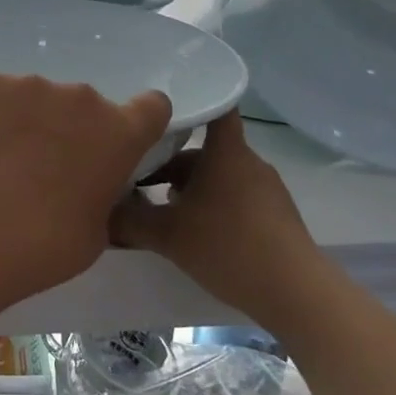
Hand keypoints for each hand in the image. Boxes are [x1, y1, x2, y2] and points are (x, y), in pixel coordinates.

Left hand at [0, 74, 171, 314]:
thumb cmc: (39, 248)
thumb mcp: (97, 233)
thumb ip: (105, 192)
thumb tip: (91, 181)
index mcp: (119, 133)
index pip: (152, 107)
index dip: (139, 124)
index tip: (117, 147)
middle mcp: (81, 98)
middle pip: (87, 107)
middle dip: (74, 130)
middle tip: (46, 169)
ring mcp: (30, 85)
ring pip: (41, 100)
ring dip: (33, 122)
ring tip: (3, 163)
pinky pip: (1, 97)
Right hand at [110, 111, 315, 314]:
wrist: (295, 292)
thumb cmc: (228, 246)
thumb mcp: (167, 235)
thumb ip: (129, 221)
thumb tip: (100, 212)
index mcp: (225, 151)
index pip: (215, 107)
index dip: (191, 102)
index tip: (160, 111)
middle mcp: (247, 161)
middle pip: (204, 149)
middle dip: (171, 163)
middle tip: (138, 180)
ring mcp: (266, 188)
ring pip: (218, 175)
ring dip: (190, 188)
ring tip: (161, 211)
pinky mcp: (275, 214)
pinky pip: (235, 197)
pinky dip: (212, 206)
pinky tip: (194, 233)